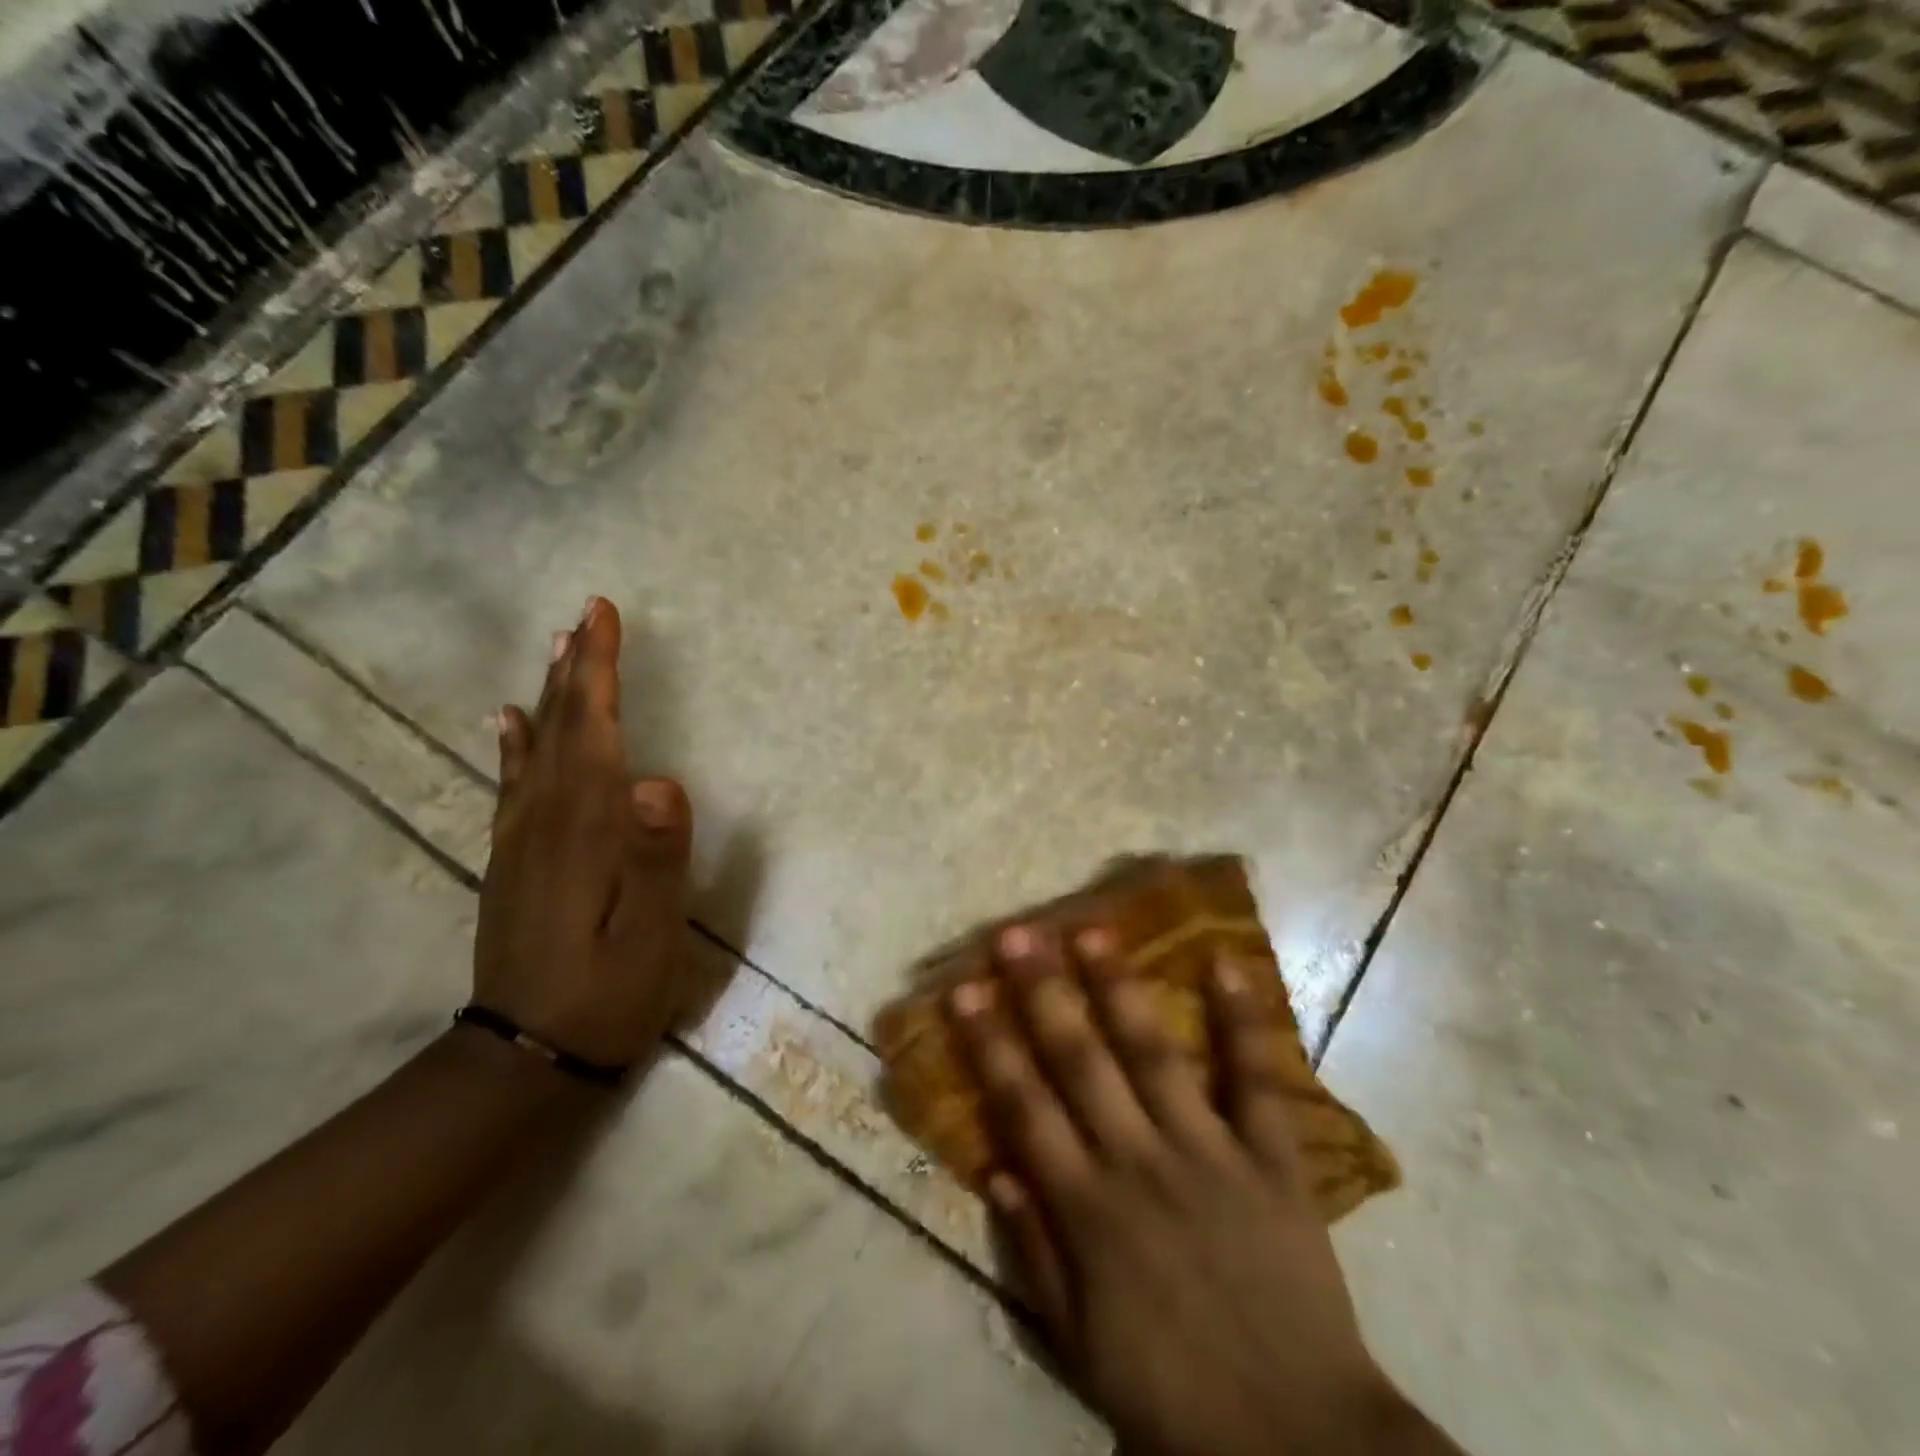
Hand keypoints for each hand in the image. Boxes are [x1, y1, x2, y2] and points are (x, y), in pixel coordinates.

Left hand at [474, 597, 693, 1069]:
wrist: (523, 1058)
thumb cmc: (606, 994)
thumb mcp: (650, 936)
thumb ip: (656, 858)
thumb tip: (661, 780)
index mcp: (586, 829)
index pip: (593, 731)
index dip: (599, 670)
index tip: (601, 614)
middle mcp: (546, 821)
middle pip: (562, 727)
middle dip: (576, 666)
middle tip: (586, 613)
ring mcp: (522, 840)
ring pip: (536, 748)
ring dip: (550, 694)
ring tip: (558, 649)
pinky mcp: (513, 861)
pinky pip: (512, 785)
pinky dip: (515, 744)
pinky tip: (511, 722)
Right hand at [949, 926, 1436, 1455]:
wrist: (1299, 1448)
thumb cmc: (1174, 1398)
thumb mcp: (1080, 1347)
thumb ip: (1036, 1255)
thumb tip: (999, 1169)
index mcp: (1089, 1211)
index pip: (1024, 1107)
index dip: (990, 1044)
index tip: (964, 989)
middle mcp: (1140, 1164)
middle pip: (1081, 1062)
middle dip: (1044, 993)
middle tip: (1018, 935)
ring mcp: (1210, 1155)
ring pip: (1155, 1055)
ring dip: (1121, 988)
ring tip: (1094, 930)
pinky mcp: (1273, 1162)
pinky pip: (1258, 1084)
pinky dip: (1244, 1023)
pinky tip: (1227, 964)